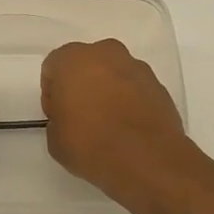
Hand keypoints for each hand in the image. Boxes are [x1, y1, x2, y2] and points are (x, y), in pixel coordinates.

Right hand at [41, 40, 192, 195]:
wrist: (147, 160)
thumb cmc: (90, 144)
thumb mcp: (54, 139)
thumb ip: (58, 118)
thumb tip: (70, 118)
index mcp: (73, 59)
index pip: (53, 68)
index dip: (53, 93)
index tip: (58, 116)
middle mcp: (106, 54)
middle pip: (87, 64)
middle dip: (82, 84)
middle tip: (81, 116)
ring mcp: (137, 68)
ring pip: (114, 74)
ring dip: (108, 91)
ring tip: (109, 125)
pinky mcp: (160, 86)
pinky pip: (136, 89)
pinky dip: (130, 102)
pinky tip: (128, 128)